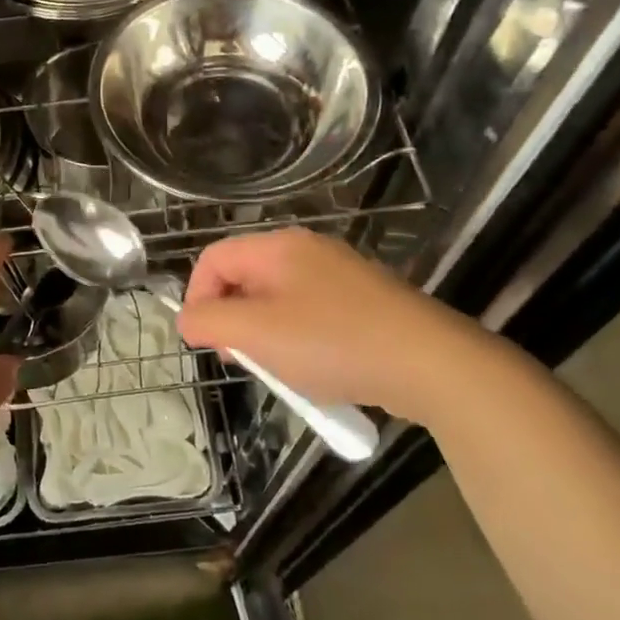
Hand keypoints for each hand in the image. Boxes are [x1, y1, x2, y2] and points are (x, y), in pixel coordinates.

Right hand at [176, 229, 527, 429]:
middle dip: (233, 321)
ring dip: (266, 337)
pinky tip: (316, 372)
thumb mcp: (257, 334)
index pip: (213, 259)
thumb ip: (210, 322)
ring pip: (278, 301)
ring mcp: (340, 275)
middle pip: (245, 278)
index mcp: (278, 247)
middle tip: (243, 361)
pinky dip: (300, 341)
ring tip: (281, 372)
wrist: (431, 364)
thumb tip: (189, 319)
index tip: (205, 342)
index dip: (197, 298)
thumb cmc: (333, 343)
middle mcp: (308, 251)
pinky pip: (311, 315)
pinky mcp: (365, 302)